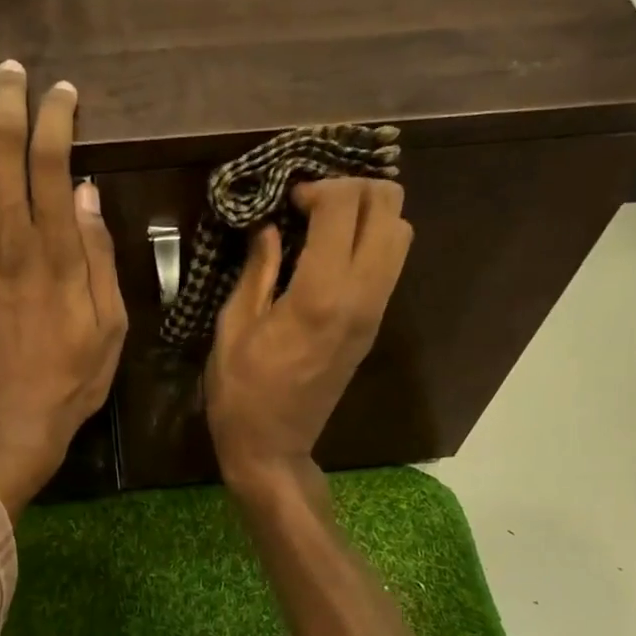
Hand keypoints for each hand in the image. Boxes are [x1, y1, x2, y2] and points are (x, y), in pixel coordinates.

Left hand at [0, 61, 126, 518]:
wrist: (7, 424)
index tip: (62, 94)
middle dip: (7, 100)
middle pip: (1, 149)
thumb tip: (88, 194)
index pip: (53, 160)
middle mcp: (9, 239)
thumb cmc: (68, 380)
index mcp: (58, 252)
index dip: (55, 116)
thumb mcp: (110, 326)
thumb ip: (98, 258)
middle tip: (12, 72)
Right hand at [205, 177, 411, 497]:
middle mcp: (361, 297)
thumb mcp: (234, 326)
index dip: (318, 187)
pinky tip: (330, 252)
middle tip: (313, 202)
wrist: (273, 448)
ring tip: (325, 223)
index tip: (288, 199)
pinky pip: (390, 264)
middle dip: (354, 190)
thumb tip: (270, 227)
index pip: (345, 207)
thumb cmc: (241, 392)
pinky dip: (370, 241)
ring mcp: (374, 312)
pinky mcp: (374, 326)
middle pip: (391, 209)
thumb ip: (258, 269)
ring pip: (401, 234)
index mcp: (320, 294)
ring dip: (368, 214)